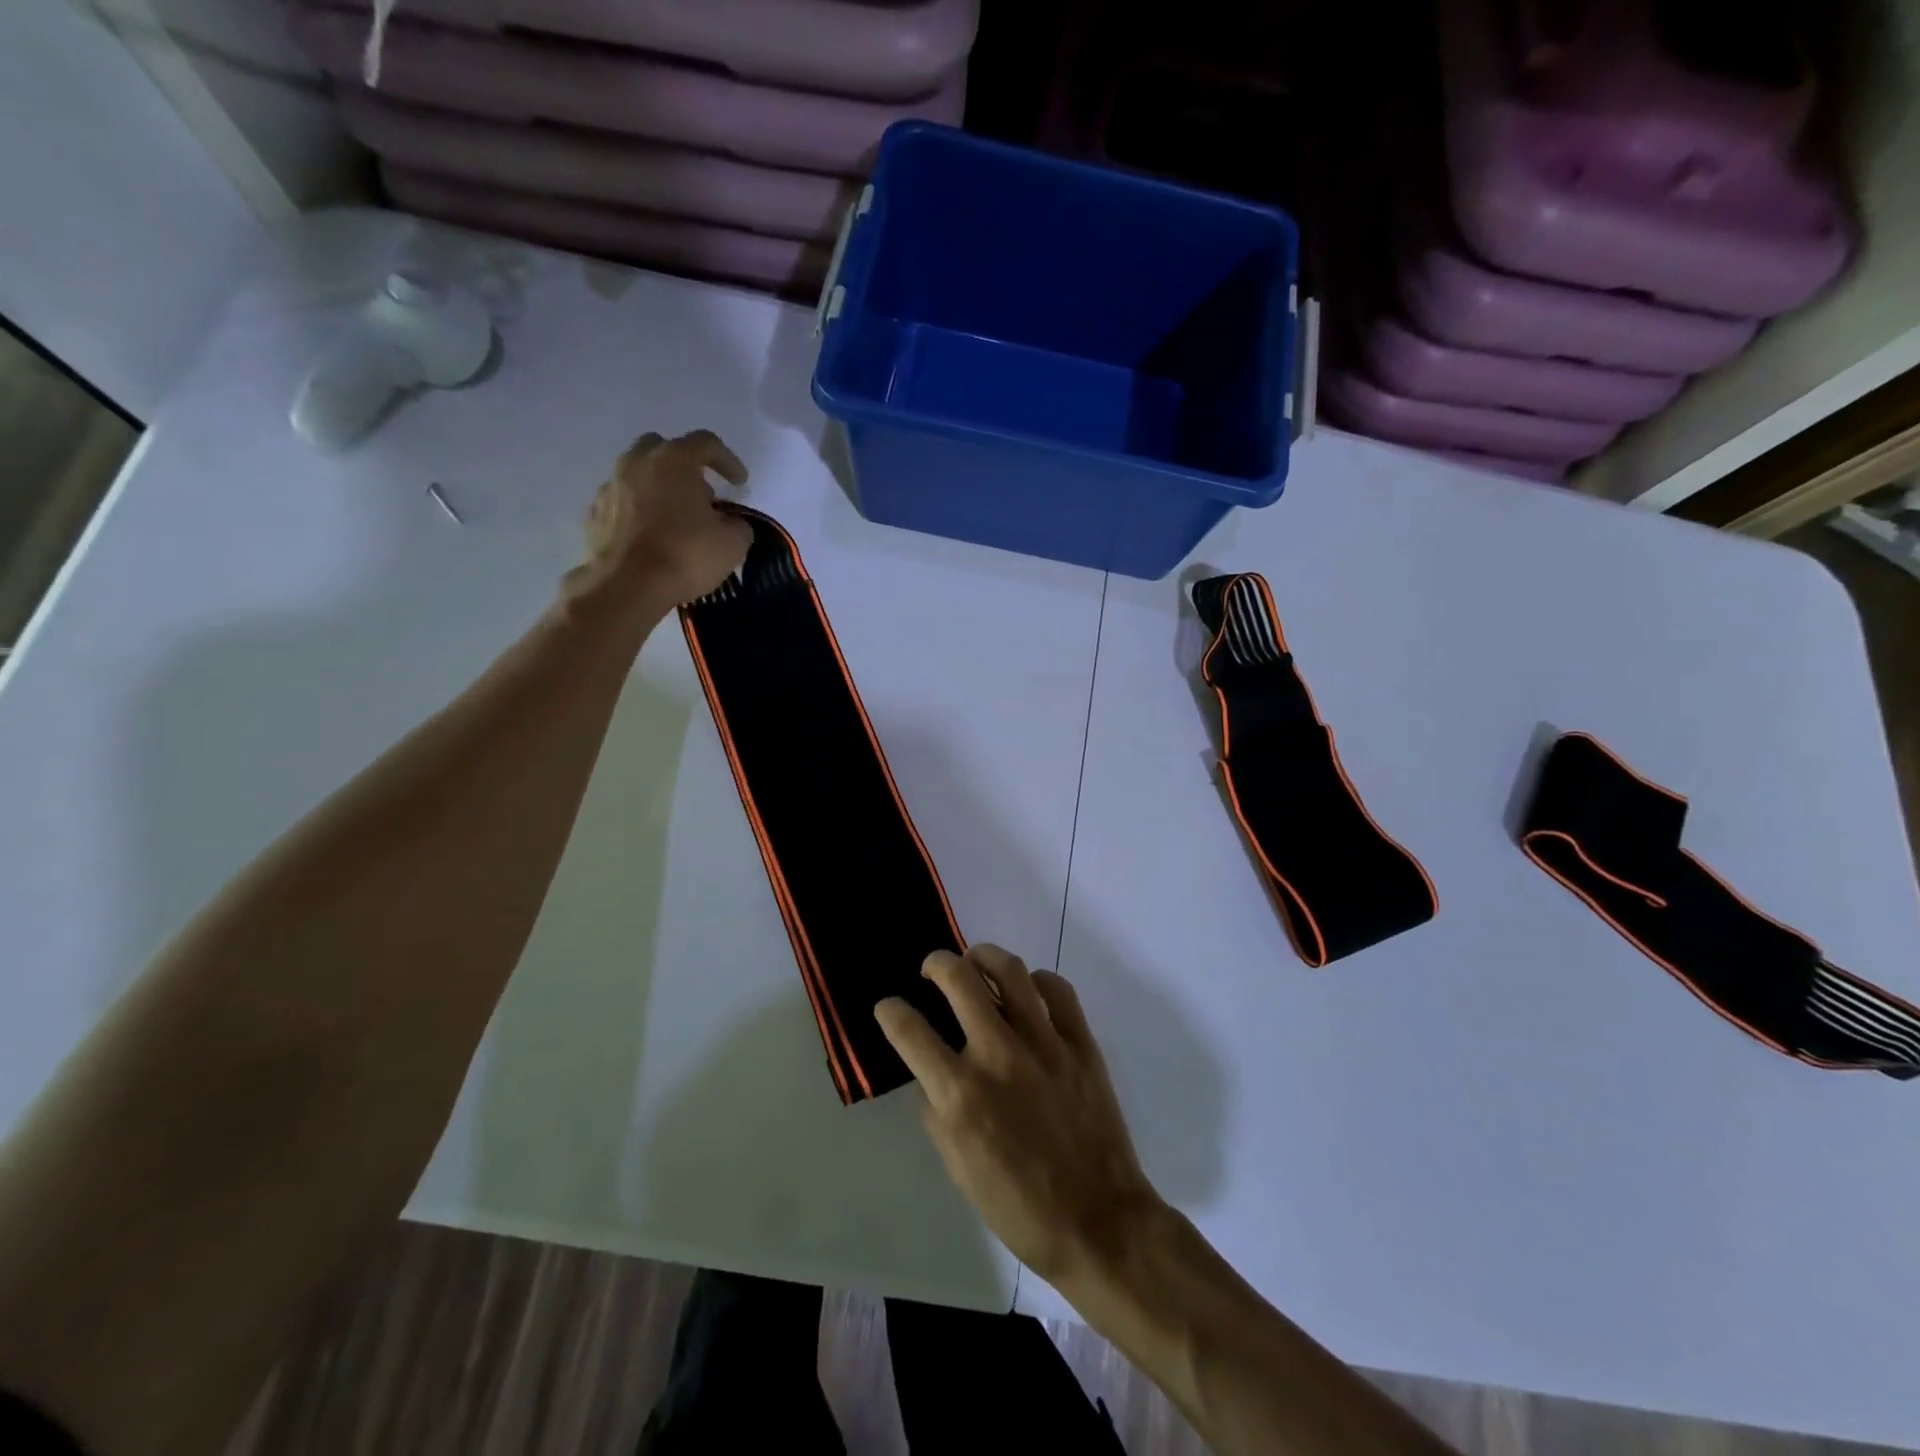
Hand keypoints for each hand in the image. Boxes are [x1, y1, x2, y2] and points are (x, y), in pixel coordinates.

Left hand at [565, 430, 752, 615]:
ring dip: (658, 490)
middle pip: (663, 449)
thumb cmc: (685, 556)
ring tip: (674, 521)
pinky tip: (649, 538)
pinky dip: (637, 513)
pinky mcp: (593, 514)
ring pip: (638, 476)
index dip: (728, 460)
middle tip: (701, 496)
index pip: (706, 443)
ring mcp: (609, 487)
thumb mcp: (732, 544)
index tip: (740, 484)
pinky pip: (621, 503)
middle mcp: (636, 463)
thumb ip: (738, 525)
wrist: (627, 586)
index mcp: (673, 461)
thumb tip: (731, 523)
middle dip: (684, 467)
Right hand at [876, 946, 1163, 1288]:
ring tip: (975, 963)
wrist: (1098, 1222)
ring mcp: (1043, 1043)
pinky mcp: (1080, 1043)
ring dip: (983, 956)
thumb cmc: (1019, 1207)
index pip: (909, 1030)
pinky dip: (1038, 981)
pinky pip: (1057, 989)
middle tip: (932, 969)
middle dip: (935, 963)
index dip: (890, 1011)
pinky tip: (1028, 992)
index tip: (889, 1007)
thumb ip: (938, 1111)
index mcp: (960, 1093)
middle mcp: (997, 1055)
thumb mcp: (958, 1167)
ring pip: (1009, 969)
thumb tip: (934, 1073)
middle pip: (957, 979)